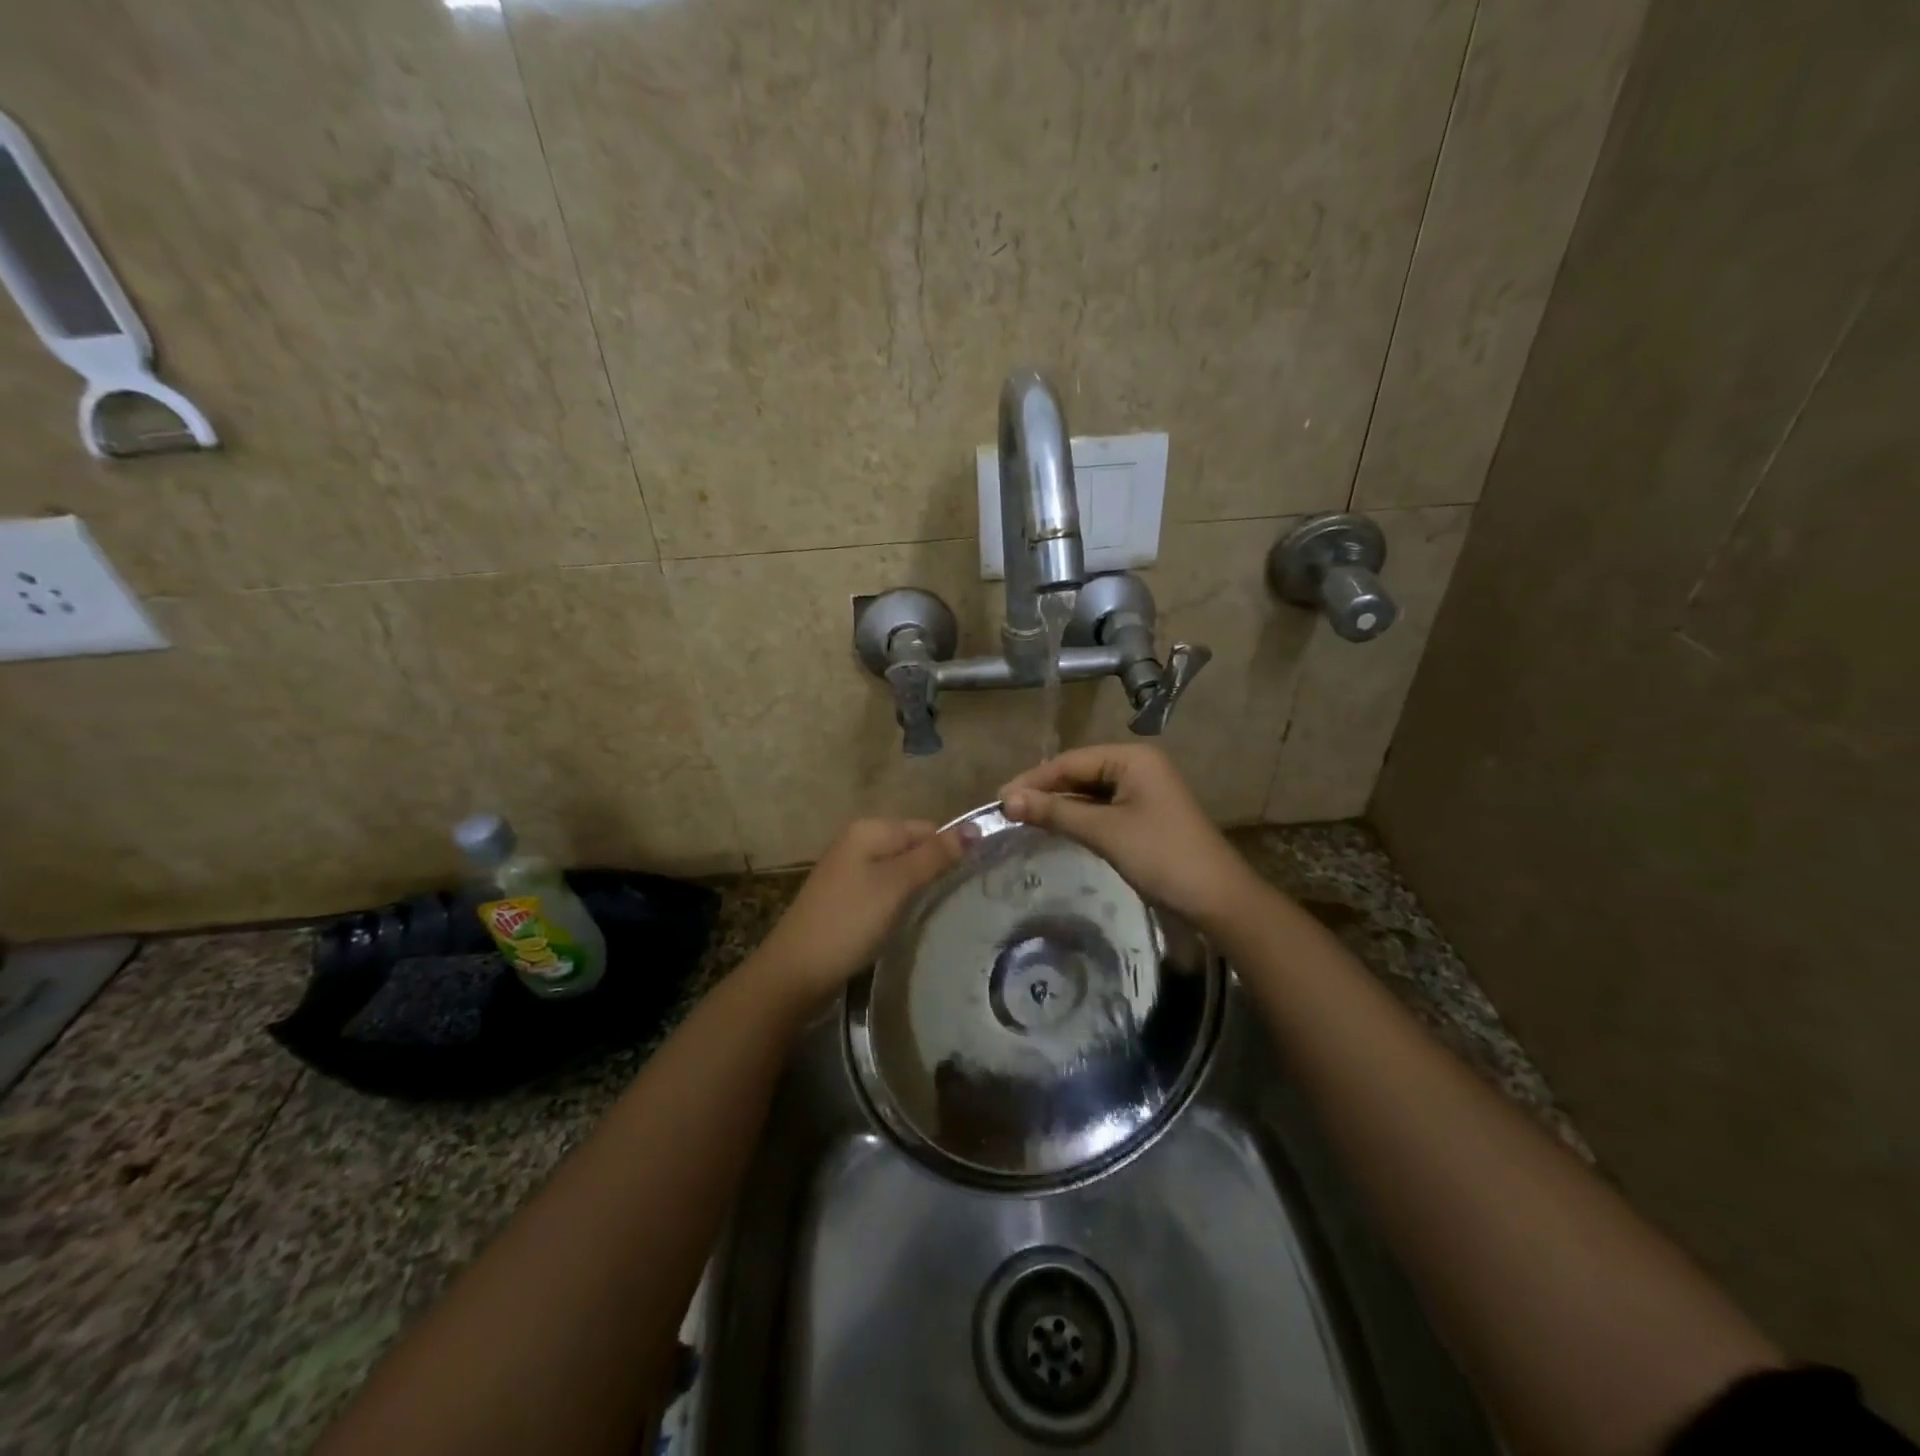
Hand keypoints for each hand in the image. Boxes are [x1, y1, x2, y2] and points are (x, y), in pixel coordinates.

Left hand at [752, 818, 965, 1006]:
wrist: (796, 970)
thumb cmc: (850, 921)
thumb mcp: (897, 885)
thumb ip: (935, 856)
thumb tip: (976, 827)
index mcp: (869, 829)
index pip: (927, 829)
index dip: (950, 852)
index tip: (969, 883)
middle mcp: (857, 841)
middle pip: (912, 847)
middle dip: (933, 869)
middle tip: (954, 901)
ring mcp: (847, 869)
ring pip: (898, 870)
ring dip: (916, 888)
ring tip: (933, 913)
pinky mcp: (844, 896)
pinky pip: (882, 888)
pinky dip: (897, 901)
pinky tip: (902, 921)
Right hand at [999, 745, 1262, 930]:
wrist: (1217, 899)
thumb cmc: (1161, 856)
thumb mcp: (1105, 831)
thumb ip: (1055, 812)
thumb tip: (1007, 800)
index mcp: (1132, 758)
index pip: (1070, 761)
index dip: (1033, 779)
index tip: (999, 799)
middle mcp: (1138, 766)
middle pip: (1079, 773)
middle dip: (1044, 791)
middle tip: (1006, 811)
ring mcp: (1143, 792)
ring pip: (1089, 792)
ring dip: (1059, 805)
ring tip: (1022, 819)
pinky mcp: (1144, 816)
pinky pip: (1102, 808)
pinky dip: (1078, 817)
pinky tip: (1054, 827)